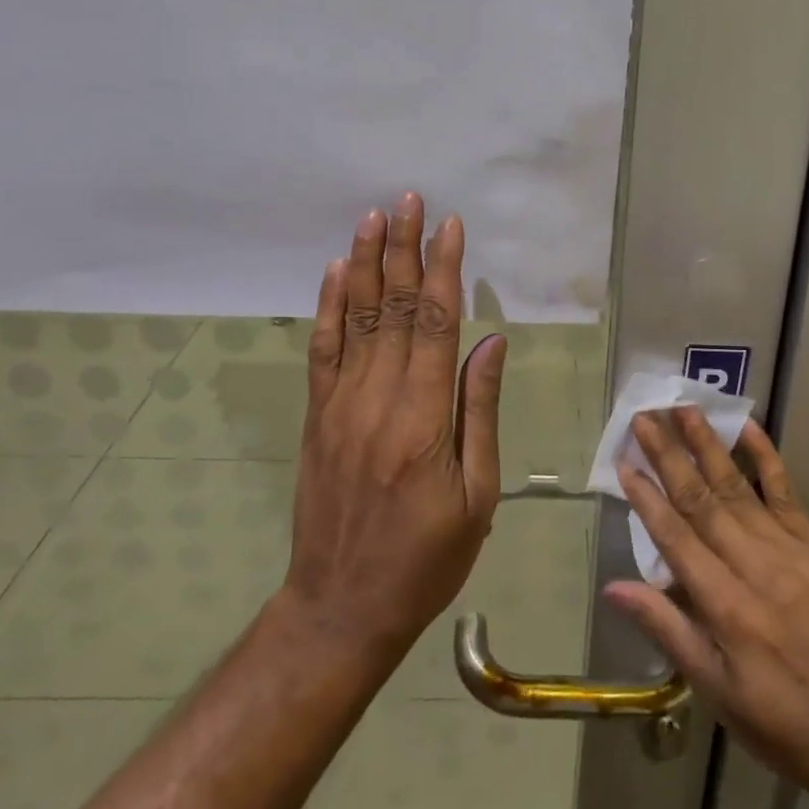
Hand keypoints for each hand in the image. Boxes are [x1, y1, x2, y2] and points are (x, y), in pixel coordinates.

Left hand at [282, 193, 506, 662]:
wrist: (341, 607)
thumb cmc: (427, 558)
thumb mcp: (476, 496)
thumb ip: (479, 411)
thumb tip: (491, 342)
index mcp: (424, 418)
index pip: (435, 323)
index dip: (442, 269)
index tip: (449, 225)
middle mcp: (378, 398)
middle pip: (393, 308)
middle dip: (403, 249)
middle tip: (408, 200)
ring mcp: (340, 404)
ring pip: (355, 318)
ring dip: (364, 263)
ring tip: (372, 218)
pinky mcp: (318, 415)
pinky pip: (323, 350)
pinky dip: (328, 306)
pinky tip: (333, 272)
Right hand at [604, 408, 808, 807]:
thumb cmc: (783, 722)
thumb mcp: (717, 692)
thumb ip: (667, 630)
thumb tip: (614, 586)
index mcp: (725, 606)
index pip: (675, 537)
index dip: (646, 498)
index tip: (623, 462)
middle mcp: (753, 566)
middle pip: (701, 499)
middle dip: (669, 455)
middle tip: (644, 417)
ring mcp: (787, 549)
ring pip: (737, 486)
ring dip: (707, 445)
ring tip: (683, 408)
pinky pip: (784, 491)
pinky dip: (765, 456)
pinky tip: (746, 427)